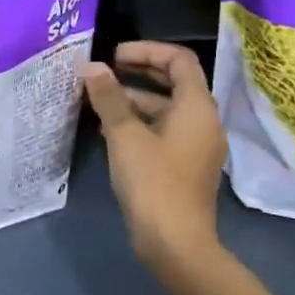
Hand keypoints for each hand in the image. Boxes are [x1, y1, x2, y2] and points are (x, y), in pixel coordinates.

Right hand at [83, 42, 226, 276]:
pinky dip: (140, 122)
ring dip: (135, 98)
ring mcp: (197, 145)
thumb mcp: (125, 136)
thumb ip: (109, 97)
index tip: (114, 55)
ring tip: (98, 100)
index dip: (147, 50)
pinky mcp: (185, 165)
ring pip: (166, 108)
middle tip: (104, 71)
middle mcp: (204, 121)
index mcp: (197, 107)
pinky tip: (109, 130)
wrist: (176, 244)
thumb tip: (91, 65)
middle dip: (139, 72)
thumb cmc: (153, 183)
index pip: (179, 60)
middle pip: (175, 82)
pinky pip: (164, 130)